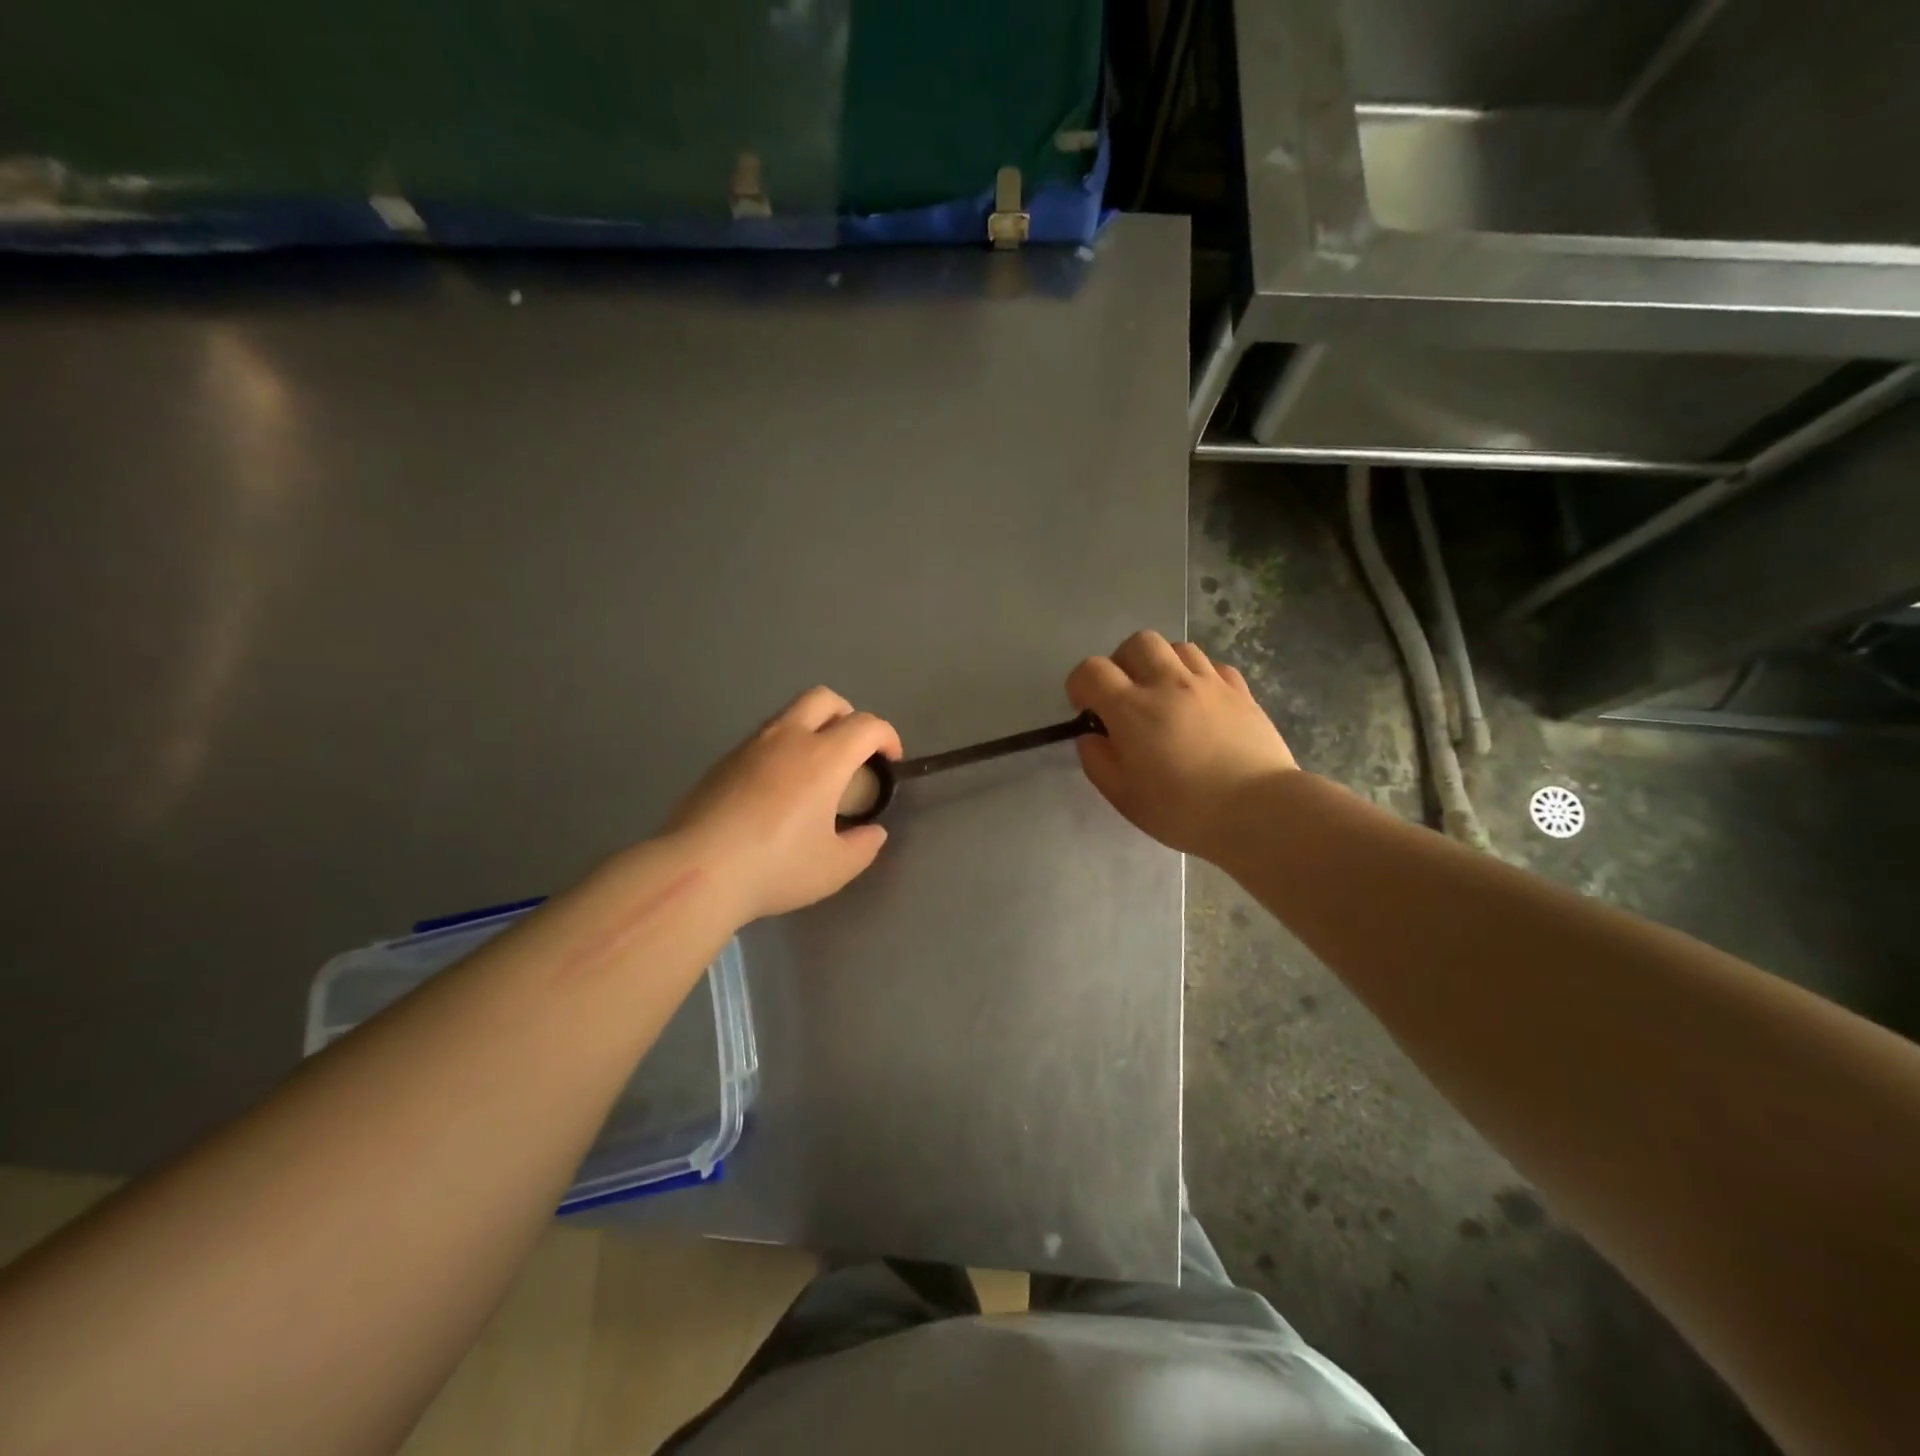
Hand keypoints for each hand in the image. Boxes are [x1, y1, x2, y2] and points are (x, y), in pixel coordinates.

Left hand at [664, 687, 900, 921]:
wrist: (697, 871)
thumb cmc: (776, 867)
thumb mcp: (834, 868)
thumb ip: (863, 846)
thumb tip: (872, 832)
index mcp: (824, 757)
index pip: (866, 725)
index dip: (887, 737)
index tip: (891, 761)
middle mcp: (788, 738)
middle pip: (824, 699)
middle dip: (848, 715)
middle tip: (853, 751)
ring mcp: (750, 746)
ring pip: (788, 715)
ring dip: (811, 729)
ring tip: (814, 772)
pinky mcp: (722, 762)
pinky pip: (762, 740)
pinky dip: (781, 750)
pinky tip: (776, 790)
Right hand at [1067, 631, 1296, 858]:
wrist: (1259, 811)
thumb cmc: (1183, 810)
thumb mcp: (1124, 797)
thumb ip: (1098, 762)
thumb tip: (1091, 737)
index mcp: (1132, 709)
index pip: (1092, 670)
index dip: (1080, 684)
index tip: (1086, 708)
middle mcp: (1169, 683)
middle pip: (1137, 643)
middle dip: (1122, 663)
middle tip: (1126, 695)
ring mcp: (1209, 683)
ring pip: (1177, 647)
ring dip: (1162, 664)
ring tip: (1165, 695)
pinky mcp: (1241, 691)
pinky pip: (1213, 665)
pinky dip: (1198, 676)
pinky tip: (1200, 702)